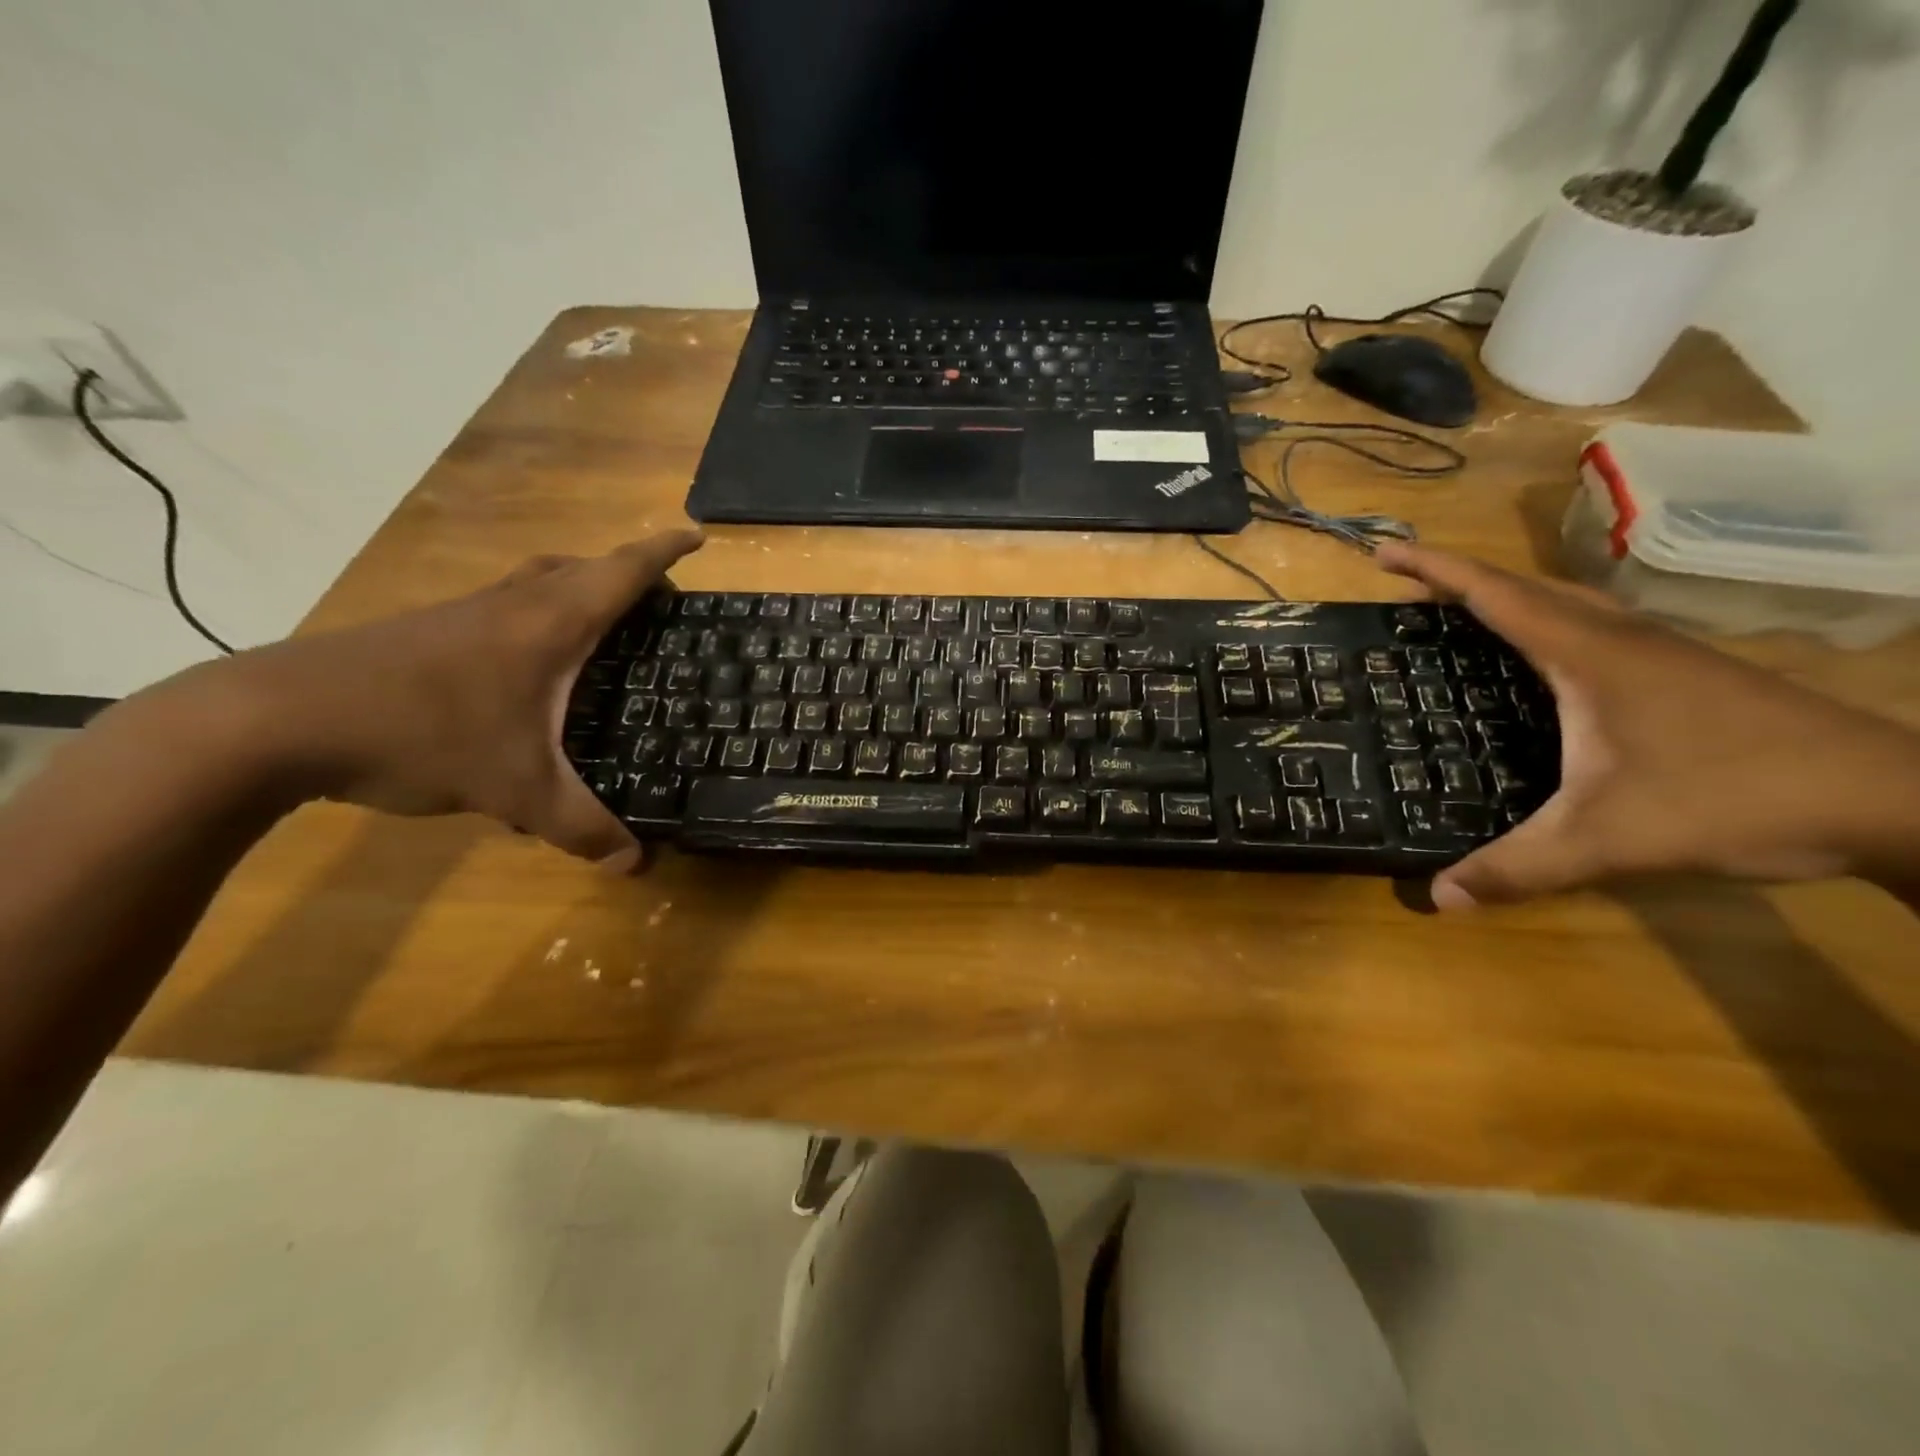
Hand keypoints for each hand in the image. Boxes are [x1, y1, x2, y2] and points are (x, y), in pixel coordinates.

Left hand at [200, 531, 704, 868]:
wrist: (276, 719)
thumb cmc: (421, 734)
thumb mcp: (516, 790)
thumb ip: (582, 828)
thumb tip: (636, 865)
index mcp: (551, 624)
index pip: (622, 572)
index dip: (664, 552)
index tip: (696, 538)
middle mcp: (512, 604)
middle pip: (581, 567)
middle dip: (627, 574)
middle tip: (657, 604)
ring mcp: (464, 613)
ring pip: (536, 582)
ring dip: (577, 590)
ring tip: (602, 629)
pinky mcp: (427, 631)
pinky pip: (504, 608)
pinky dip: (536, 617)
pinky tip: (527, 671)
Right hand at [1374, 544, 1919, 907]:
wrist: (1896, 800)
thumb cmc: (1736, 797)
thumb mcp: (1610, 839)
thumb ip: (1520, 867)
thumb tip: (1437, 898)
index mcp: (1588, 654)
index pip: (1494, 595)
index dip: (1434, 570)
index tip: (1382, 552)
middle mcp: (1619, 638)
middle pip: (1525, 587)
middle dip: (1459, 579)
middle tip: (1406, 589)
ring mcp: (1659, 652)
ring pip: (1565, 604)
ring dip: (1506, 598)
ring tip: (1460, 616)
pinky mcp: (1683, 674)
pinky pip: (1591, 629)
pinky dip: (1545, 626)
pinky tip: (1541, 663)